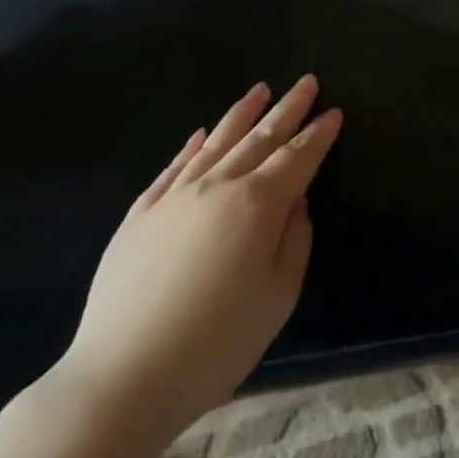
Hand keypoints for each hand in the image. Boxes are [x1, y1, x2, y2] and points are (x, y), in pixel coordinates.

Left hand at [56, 77, 341, 444]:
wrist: (124, 374)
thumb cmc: (219, 340)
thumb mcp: (279, 294)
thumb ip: (295, 239)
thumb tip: (295, 200)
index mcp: (257, 205)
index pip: (297, 158)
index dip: (319, 134)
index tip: (334, 112)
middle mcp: (216, 187)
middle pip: (259, 139)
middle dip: (288, 109)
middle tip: (306, 83)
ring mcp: (173, 197)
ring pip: (215, 143)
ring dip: (242, 115)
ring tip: (261, 91)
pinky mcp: (139, 215)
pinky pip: (172, 168)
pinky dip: (192, 146)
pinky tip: (200, 134)